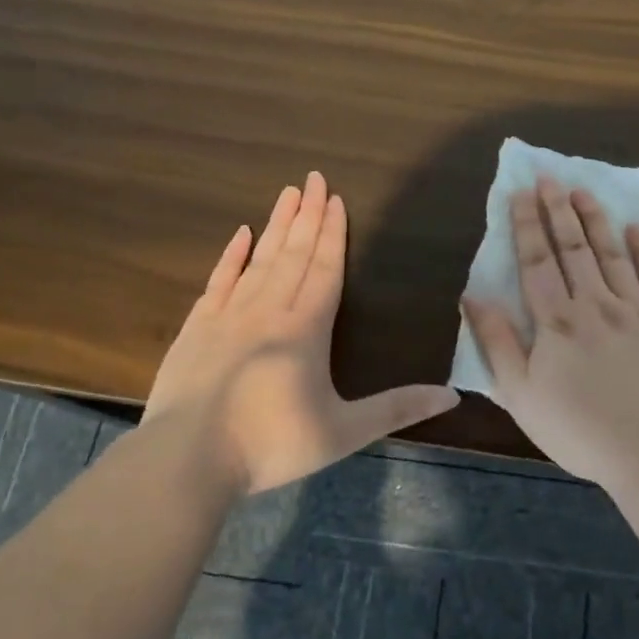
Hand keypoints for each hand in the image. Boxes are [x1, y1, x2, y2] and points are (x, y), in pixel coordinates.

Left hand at [143, 171, 458, 494]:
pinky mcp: (196, 329)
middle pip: (293, 254)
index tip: (335, 199)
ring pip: (259, 260)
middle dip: (307, 215)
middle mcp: (268, 311)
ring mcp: (228, 316)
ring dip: (276, 225)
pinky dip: (231, 256)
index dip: (332, 233)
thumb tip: (452, 394)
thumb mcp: (343, 433)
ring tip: (287, 193)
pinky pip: (218, 281)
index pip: (324, 269)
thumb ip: (397, 409)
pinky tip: (240, 234)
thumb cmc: (270, 446)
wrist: (185, 460)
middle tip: (314, 178)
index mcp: (305, 329)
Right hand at [465, 177, 638, 486]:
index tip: (521, 192)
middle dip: (560, 211)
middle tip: (551, 178)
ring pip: (615, 256)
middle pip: (575, 249)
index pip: (538, 262)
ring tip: (585, 192)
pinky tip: (638, 231)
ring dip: (598, 221)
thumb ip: (497, 343)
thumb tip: (472, 297)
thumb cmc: (579, 430)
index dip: (527, 225)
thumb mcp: (521, 394)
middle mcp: (597, 305)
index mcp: (558, 322)